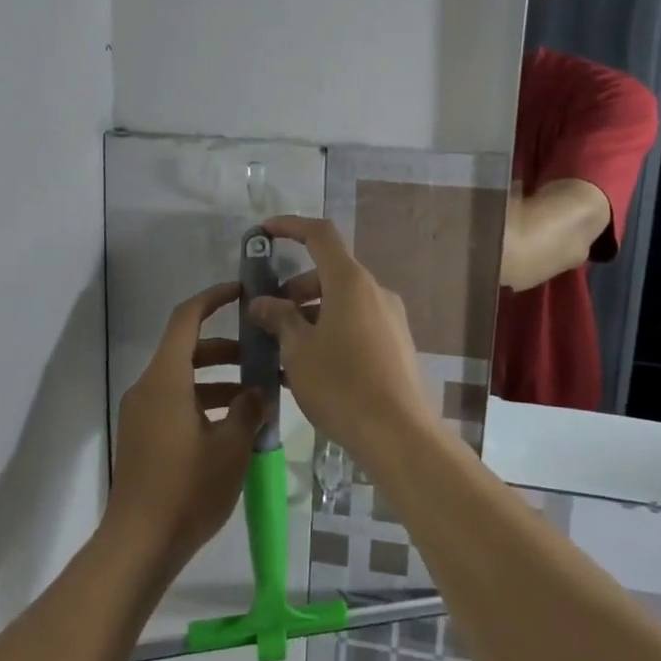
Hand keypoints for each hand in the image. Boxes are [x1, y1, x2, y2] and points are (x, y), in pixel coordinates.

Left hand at [106, 281, 267, 573]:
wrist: (138, 545)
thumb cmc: (187, 489)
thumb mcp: (231, 448)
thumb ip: (248, 410)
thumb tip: (258, 390)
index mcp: (166, 379)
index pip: (186, 319)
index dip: (212, 299)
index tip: (241, 292)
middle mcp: (148, 388)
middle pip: (187, 349)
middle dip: (226, 348)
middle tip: (262, 356)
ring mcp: (142, 414)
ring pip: (183, 379)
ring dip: (218, 379)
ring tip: (256, 396)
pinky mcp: (142, 437)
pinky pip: (175, 402)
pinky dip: (203, 401)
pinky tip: (233, 426)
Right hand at [247, 216, 434, 470]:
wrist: (398, 434)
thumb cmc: (341, 384)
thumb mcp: (298, 350)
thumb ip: (279, 318)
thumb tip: (263, 302)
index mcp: (350, 282)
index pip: (320, 235)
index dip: (290, 226)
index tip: (264, 232)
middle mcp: (375, 292)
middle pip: (329, 273)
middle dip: (295, 288)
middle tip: (268, 315)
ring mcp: (390, 319)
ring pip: (342, 302)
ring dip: (310, 314)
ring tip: (283, 348)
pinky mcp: (396, 345)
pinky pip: (356, 325)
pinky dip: (330, 331)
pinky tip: (310, 367)